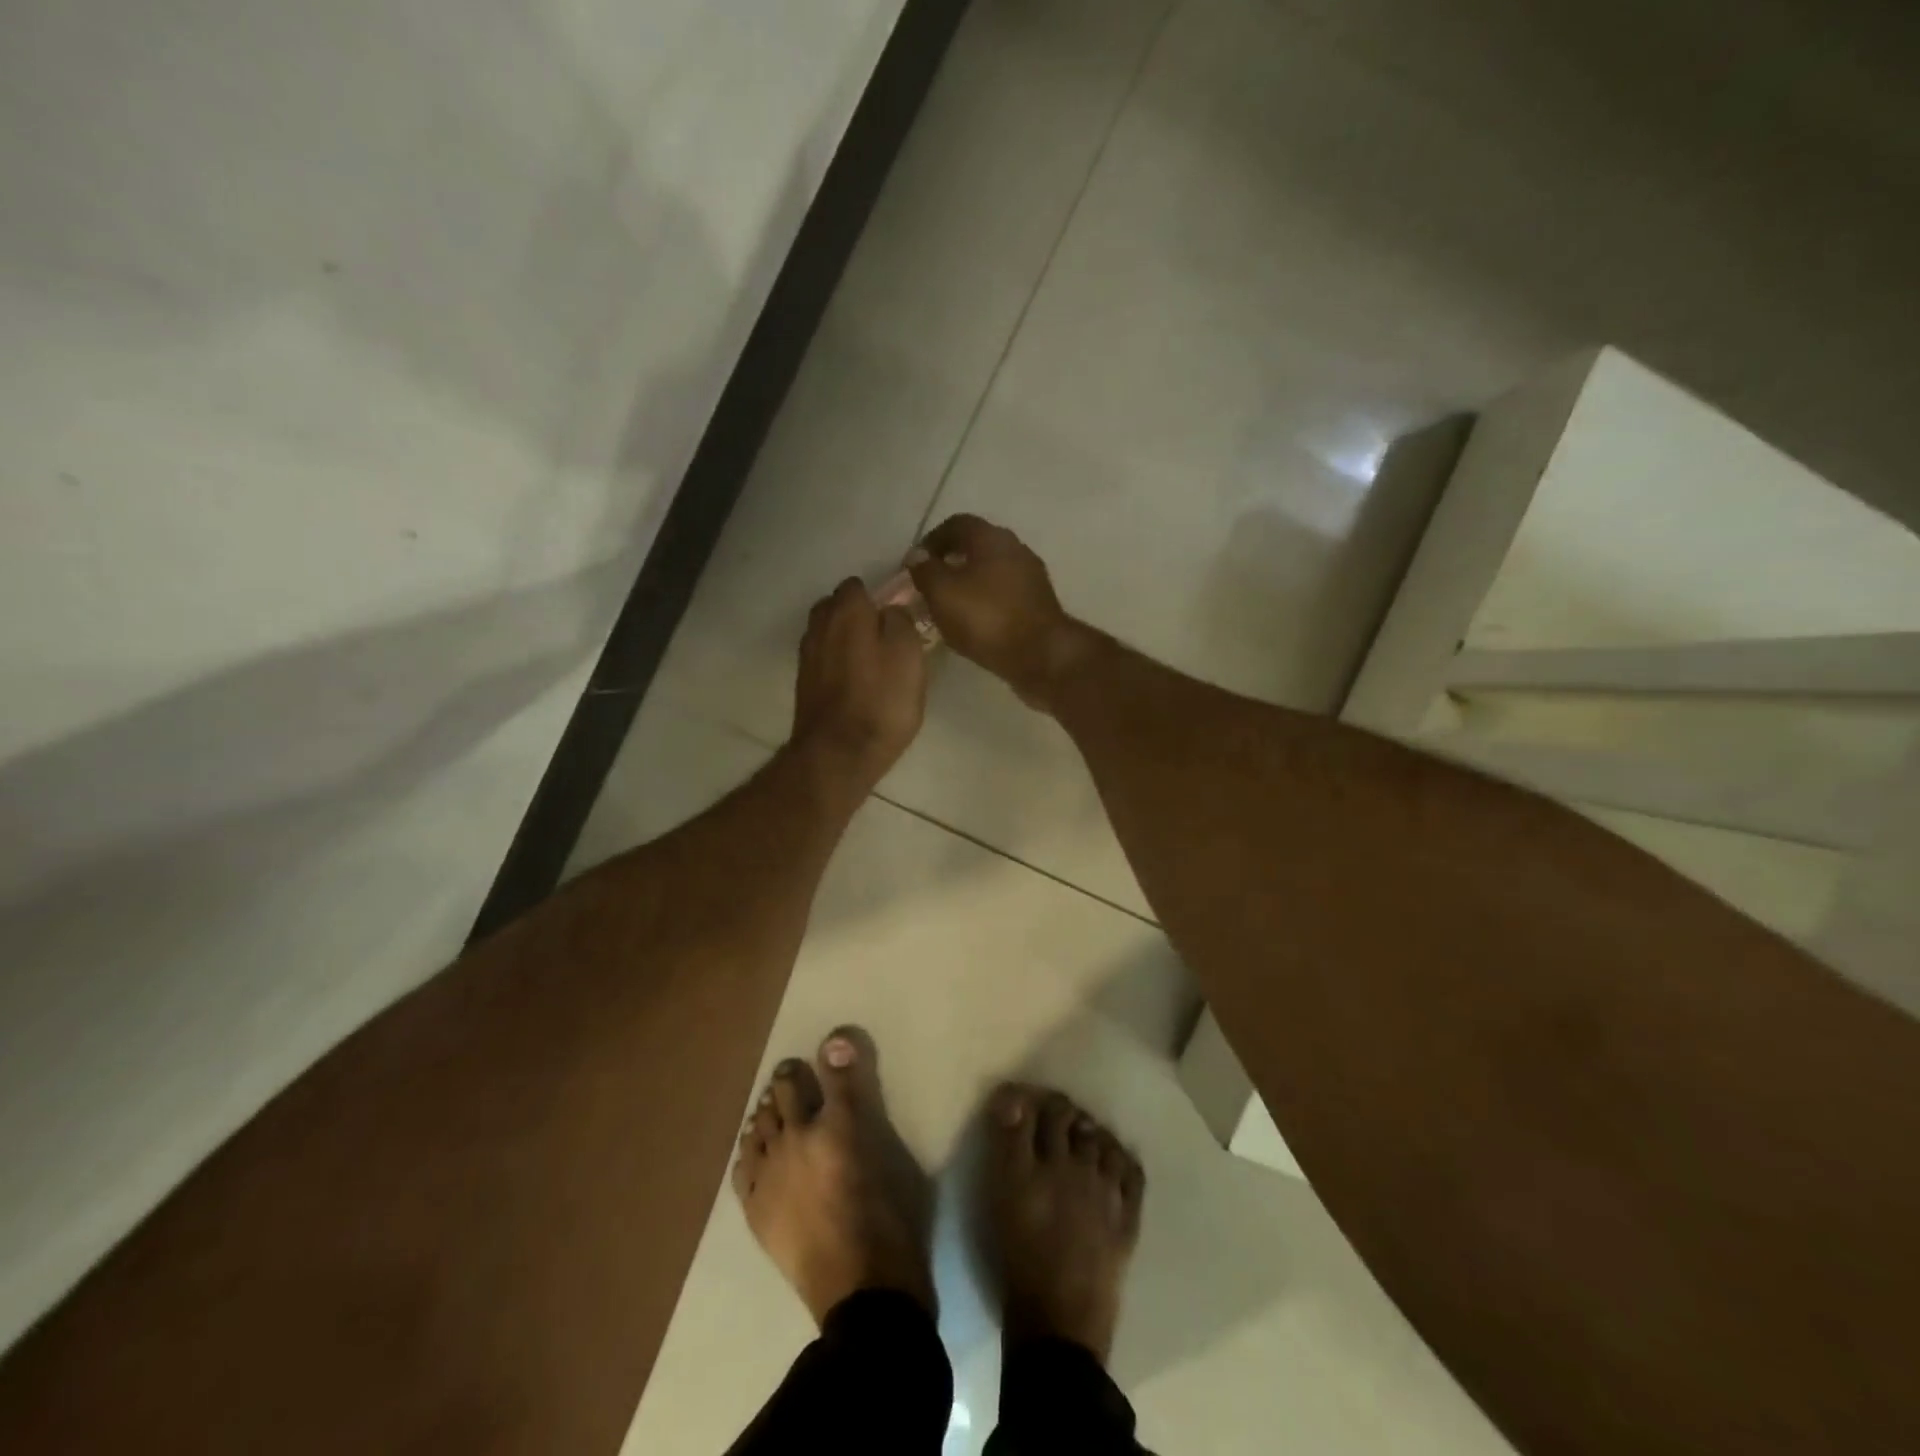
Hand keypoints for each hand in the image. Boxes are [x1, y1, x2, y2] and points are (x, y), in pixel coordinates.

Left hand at [791, 578, 927, 789]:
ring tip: (871, 661)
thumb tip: (891, 611)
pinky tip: (855, 682)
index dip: (878, 597)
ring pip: (827, 633)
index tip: (896, 616)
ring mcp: (807, 655)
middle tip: (884, 637)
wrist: (839, 754)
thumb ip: (901, 622)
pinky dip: (836, 662)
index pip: (858, 585)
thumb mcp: (909, 655)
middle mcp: (819, 625)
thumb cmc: (881, 701)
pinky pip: (823, 659)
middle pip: (836, 606)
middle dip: (856, 615)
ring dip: (845, 639)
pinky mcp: (804, 683)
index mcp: (847, 611)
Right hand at [907, 515, 1088, 709]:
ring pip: (990, 571)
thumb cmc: (987, 618)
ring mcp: (1031, 576)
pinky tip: (973, 622)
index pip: (956, 524)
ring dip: (968, 583)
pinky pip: (1003, 594)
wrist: (1041, 656)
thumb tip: (917, 556)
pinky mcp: (1038, 603)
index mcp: (991, 538)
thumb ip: (925, 570)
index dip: (931, 540)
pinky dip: (985, 601)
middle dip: (950, 562)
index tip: (914, 564)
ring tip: (948, 607)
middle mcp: (1015, 548)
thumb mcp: (942, 593)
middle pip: (976, 546)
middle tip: (928, 586)